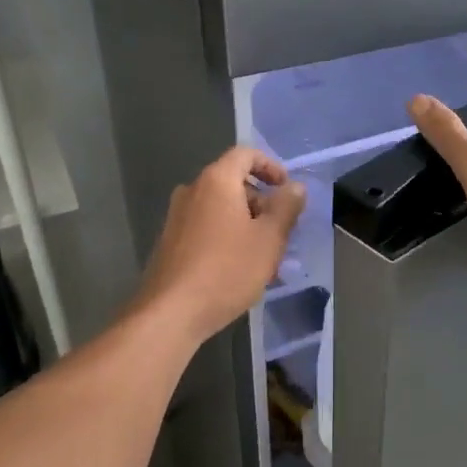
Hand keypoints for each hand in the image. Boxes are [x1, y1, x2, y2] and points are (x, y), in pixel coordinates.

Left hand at [133, 147, 306, 344]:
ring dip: (246, 222)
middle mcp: (192, 191)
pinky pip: (206, 227)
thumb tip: (295, 187)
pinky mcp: (170, 242)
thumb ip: (286, 208)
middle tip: (281, 229)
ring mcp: (177, 217)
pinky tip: (239, 268)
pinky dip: (227, 236)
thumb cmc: (227, 270)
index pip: (245, 154)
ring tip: (265, 254)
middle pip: (232, 182)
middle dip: (261, 201)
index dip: (271, 166)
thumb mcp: (269, 239)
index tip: (286, 190)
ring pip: (220, 208)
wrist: (171, 313)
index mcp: (216, 181)